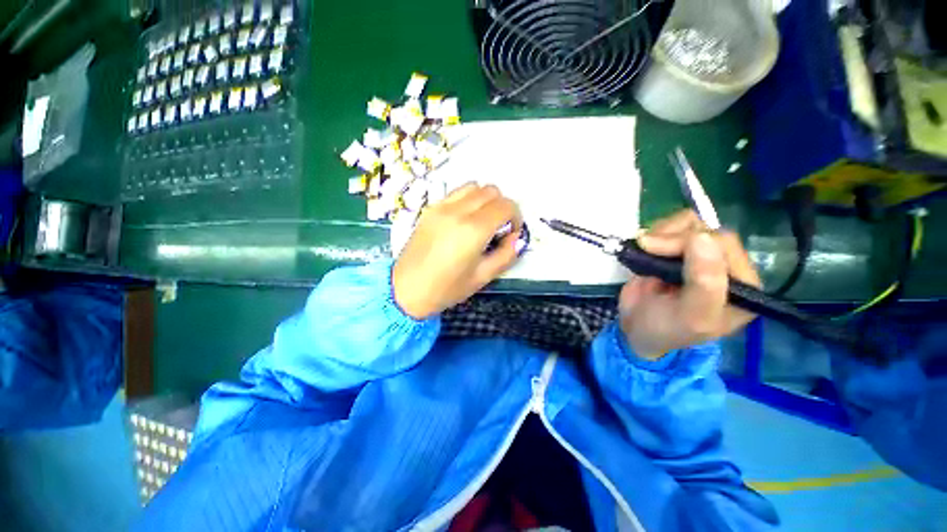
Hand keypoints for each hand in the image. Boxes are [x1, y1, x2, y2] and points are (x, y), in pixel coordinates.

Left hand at [392, 183, 522, 318]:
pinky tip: (463, 220)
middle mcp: (458, 211)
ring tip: (482, 221)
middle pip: (492, 191)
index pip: (506, 206)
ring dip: (485, 200)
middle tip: (498, 228)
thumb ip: (506, 255)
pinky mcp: (430, 208)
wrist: (405, 290)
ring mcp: (441, 207)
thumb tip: (517, 238)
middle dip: (502, 207)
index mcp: (473, 230)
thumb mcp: (483, 277)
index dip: (516, 217)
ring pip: (474, 186)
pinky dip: (468, 199)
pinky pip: (456, 192)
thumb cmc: (446, 289)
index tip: (511, 233)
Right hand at [618, 210, 760, 359]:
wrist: (635, 328)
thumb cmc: (666, 329)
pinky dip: (655, 232)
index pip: (724, 244)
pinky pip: (672, 226)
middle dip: (671, 236)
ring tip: (644, 249)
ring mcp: (698, 256)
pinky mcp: (675, 250)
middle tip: (644, 247)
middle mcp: (724, 265)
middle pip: (705, 229)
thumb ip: (704, 282)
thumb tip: (702, 236)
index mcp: (741, 284)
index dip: (689, 241)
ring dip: (661, 232)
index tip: (654, 249)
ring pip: (689, 223)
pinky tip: (644, 247)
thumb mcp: (691, 316)